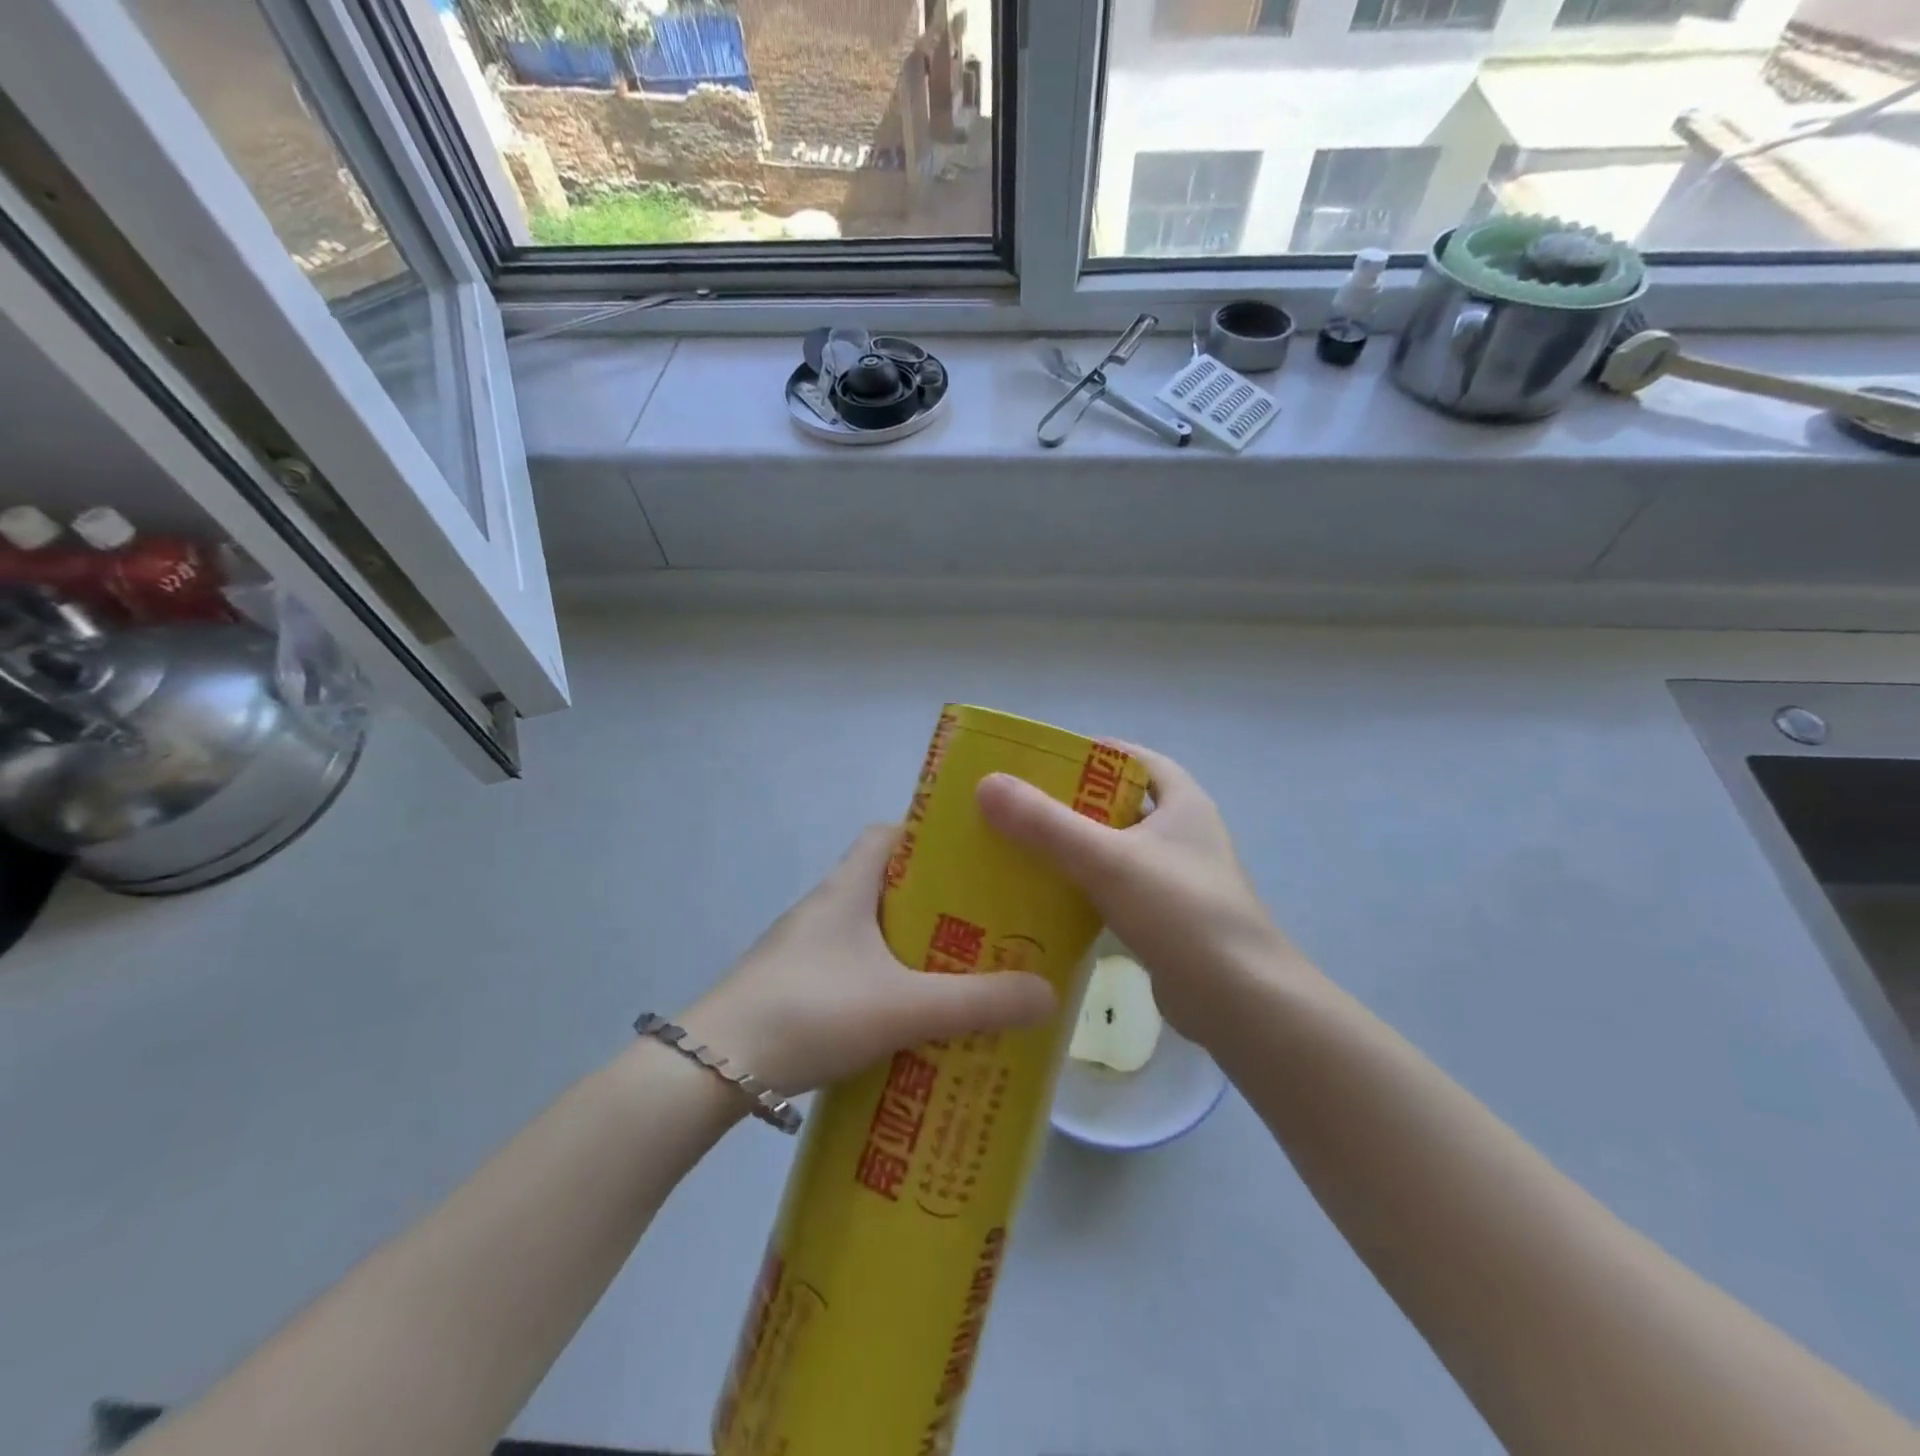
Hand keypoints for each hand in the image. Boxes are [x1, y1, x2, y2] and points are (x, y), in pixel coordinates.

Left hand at [678, 825, 1055, 1093]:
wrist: (711, 1068)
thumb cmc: (811, 1011)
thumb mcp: (903, 1006)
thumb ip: (977, 1002)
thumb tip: (1048, 994)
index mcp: (846, 889)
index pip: (887, 834)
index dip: (928, 838)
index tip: (971, 860)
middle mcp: (823, 908)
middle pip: (884, 884)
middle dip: (932, 901)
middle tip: (980, 925)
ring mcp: (801, 950)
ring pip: (866, 931)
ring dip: (906, 946)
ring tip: (953, 973)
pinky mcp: (790, 987)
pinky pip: (848, 968)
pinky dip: (879, 981)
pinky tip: (903, 1018)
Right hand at [976, 742, 1298, 1043]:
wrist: (1241, 1003)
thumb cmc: (1182, 913)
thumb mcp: (1109, 860)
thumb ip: (1047, 824)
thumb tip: (987, 783)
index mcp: (1181, 802)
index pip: (1131, 758)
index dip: (1087, 753)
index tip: (1037, 760)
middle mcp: (1180, 833)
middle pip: (1115, 804)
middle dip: (1066, 804)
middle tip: (1013, 807)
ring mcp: (1174, 878)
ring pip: (1111, 850)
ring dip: (1070, 849)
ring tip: (1015, 848)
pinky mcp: (1163, 919)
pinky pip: (1112, 890)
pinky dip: (1080, 888)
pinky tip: (1041, 898)